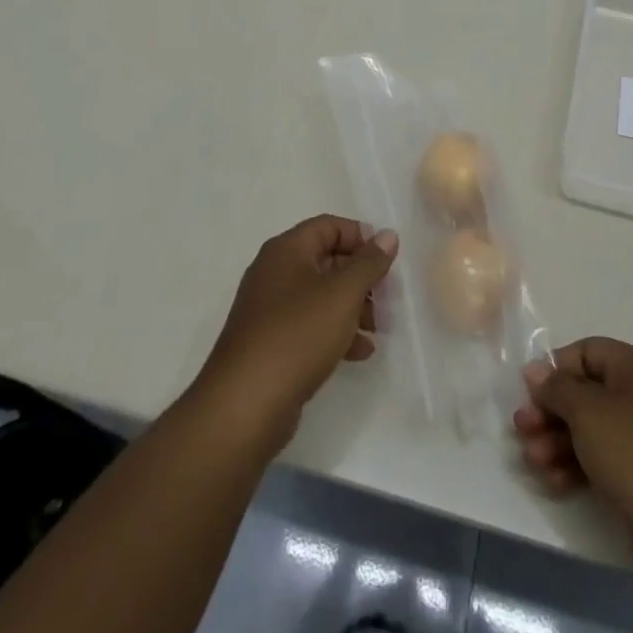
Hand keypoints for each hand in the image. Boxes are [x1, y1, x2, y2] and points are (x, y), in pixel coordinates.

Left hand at [193, 214, 398, 453]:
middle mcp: (274, 272)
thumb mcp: (342, 294)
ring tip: (378, 329)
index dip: (360, 237)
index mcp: (286, 250)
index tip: (387, 260)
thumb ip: (369, 263)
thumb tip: (388, 235)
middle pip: (326, 261)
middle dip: (360, 277)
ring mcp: (269, 310)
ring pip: (319, 296)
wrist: (244, 406)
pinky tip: (359, 352)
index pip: (328, 226)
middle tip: (387, 297)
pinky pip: (309, 326)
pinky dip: (335, 332)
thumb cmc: (297, 335)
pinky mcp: (270, 344)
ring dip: (352, 307)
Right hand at [514, 338, 632, 569]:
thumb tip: (535, 370)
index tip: (529, 393)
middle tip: (522, 429)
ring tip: (533, 460)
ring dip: (557, 441)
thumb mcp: (588, 411)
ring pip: (589, 428)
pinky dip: (576, 465)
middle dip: (550, 411)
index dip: (555, 369)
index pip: (586, 352)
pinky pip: (601, 458)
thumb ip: (556, 388)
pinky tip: (554, 481)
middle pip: (584, 392)